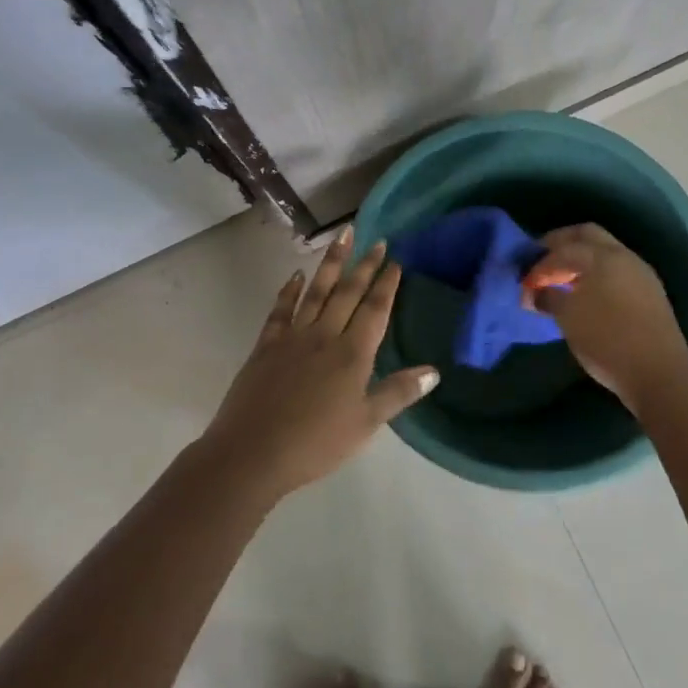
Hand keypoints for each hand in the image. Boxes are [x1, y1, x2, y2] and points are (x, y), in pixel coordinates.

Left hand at [201, 228, 438, 499]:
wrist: (253, 451)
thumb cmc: (316, 444)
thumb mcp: (365, 424)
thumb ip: (398, 393)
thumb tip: (434, 371)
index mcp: (352, 354)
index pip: (375, 310)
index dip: (387, 285)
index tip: (396, 261)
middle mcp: (324, 336)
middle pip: (348, 293)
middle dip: (365, 265)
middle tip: (377, 239)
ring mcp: (292, 337)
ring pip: (316, 291)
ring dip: (331, 263)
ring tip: (342, 236)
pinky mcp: (266, 345)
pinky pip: (280, 309)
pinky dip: (289, 290)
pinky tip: (295, 275)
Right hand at [522, 224, 687, 407]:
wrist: (659, 376)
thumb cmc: (607, 341)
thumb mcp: (568, 318)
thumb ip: (548, 297)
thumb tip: (537, 292)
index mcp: (602, 257)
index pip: (562, 250)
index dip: (538, 266)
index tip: (524, 286)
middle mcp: (624, 257)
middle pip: (587, 236)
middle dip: (560, 244)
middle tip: (540, 262)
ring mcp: (641, 274)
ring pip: (604, 252)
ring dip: (580, 260)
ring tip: (560, 281)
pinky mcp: (650, 294)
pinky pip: (616, 271)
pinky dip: (596, 274)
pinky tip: (585, 295)